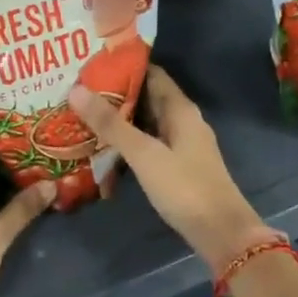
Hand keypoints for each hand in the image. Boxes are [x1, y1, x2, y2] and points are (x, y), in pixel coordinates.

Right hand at [68, 67, 274, 270]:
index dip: (123, 66)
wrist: (222, 233)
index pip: (151, 73)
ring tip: (83, 114)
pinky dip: (128, 141)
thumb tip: (76, 89)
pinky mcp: (178, 167)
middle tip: (77, 88)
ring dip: (120, 118)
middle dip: (116, 93)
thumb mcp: (144, 153)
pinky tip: (104, 146)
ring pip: (147, 122)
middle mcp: (183, 120)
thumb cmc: (184, 187)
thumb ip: (110, 124)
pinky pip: (149, 143)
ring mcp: (182, 144)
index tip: (91, 63)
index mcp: (180, 109)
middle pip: (147, 97)